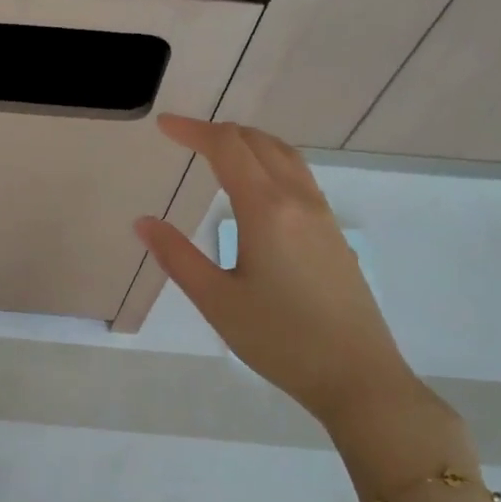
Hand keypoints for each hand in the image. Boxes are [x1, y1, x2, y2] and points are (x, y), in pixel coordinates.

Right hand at [134, 115, 425, 432]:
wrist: (357, 376)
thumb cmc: (279, 339)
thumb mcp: (216, 300)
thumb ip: (177, 256)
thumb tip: (143, 222)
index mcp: (266, 210)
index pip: (227, 148)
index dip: (192, 131)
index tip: (163, 125)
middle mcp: (298, 201)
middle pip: (258, 142)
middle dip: (218, 132)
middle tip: (183, 137)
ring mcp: (322, 216)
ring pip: (285, 156)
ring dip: (248, 143)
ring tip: (218, 152)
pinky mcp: (333, 234)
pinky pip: (299, 177)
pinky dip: (270, 162)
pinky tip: (256, 189)